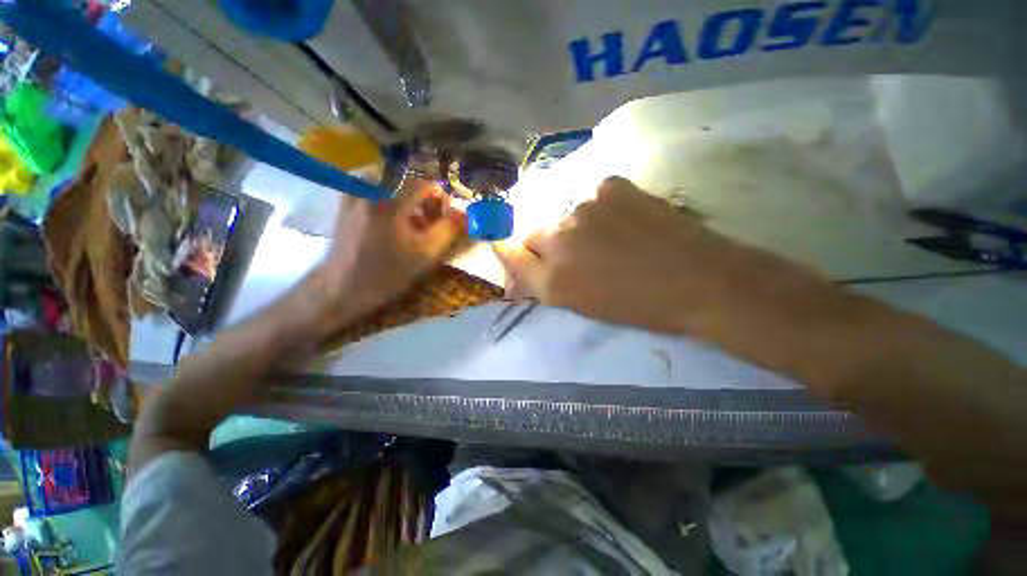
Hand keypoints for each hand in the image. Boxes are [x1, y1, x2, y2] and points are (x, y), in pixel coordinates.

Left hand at [310, 178, 464, 334]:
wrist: (342, 288)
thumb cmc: (386, 275)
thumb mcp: (425, 255)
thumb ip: (448, 230)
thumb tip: (463, 213)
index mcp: (389, 203)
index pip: (425, 185)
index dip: (440, 200)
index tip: (443, 219)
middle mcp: (370, 190)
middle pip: (409, 185)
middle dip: (425, 204)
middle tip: (428, 227)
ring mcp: (354, 194)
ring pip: (394, 188)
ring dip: (408, 204)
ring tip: (409, 229)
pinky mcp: (346, 202)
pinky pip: (376, 192)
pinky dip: (390, 203)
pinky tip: (391, 224)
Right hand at [493, 177, 829, 333]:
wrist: (697, 281)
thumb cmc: (637, 306)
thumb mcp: (582, 305)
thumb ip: (547, 284)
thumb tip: (525, 272)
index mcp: (551, 281)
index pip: (510, 255)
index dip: (508, 250)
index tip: (505, 246)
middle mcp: (557, 241)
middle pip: (535, 233)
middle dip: (547, 243)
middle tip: (576, 252)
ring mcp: (582, 209)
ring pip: (567, 215)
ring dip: (579, 226)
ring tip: (613, 239)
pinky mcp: (610, 186)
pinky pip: (595, 195)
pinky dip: (605, 207)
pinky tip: (628, 219)